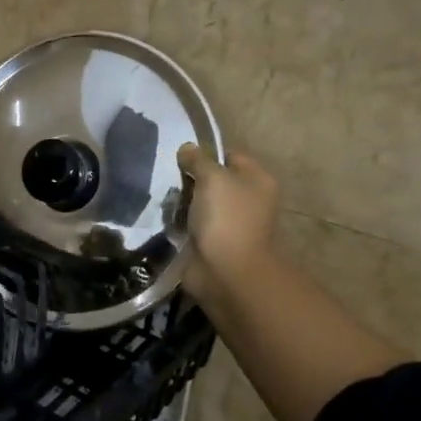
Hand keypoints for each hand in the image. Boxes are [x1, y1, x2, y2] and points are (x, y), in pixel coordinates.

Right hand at [177, 143, 282, 310]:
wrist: (226, 272)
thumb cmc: (226, 218)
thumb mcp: (212, 177)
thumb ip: (198, 159)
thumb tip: (187, 148)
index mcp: (257, 181)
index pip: (230, 156)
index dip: (206, 154)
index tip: (181, 158)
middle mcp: (248, 200)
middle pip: (214, 180)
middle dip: (190, 179)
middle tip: (168, 178)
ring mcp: (230, 223)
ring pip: (200, 203)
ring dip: (182, 202)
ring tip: (163, 199)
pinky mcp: (213, 242)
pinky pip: (192, 224)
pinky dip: (179, 222)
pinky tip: (165, 218)